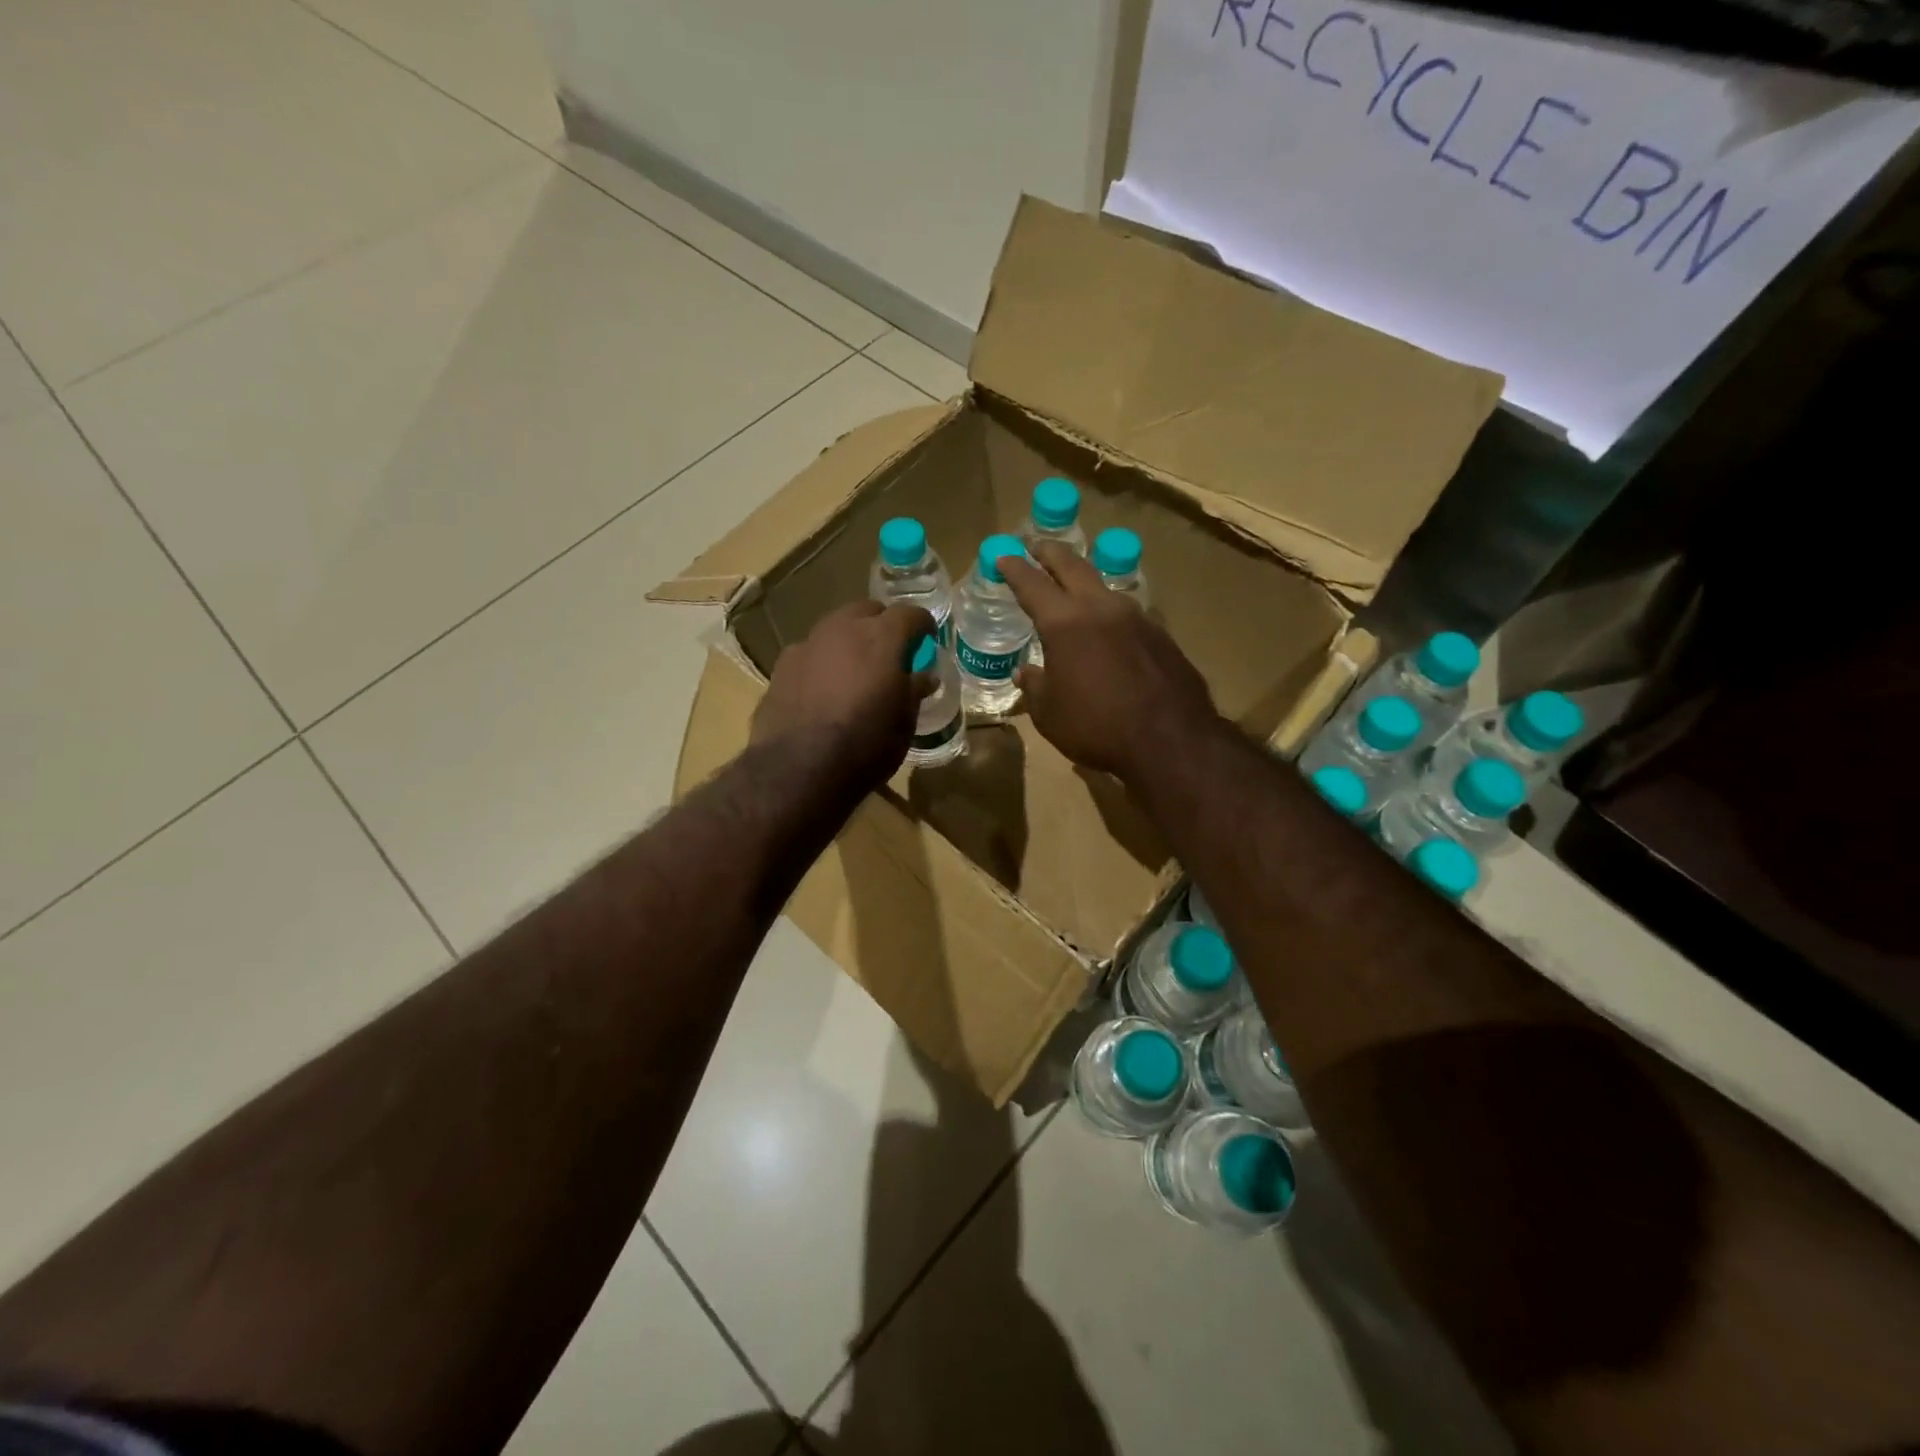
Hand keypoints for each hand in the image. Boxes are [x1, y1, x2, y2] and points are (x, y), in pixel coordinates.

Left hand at [753, 601, 935, 789]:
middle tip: (890, 653)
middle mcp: (843, 630)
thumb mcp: (904, 724)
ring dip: (849, 641)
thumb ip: (913, 692)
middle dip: (882, 625)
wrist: (798, 769)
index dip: (922, 625)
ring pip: (835, 628)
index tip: (927, 640)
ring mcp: (807, 644)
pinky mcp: (781, 666)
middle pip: (867, 611)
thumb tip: (922, 677)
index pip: (910, 614)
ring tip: (854, 671)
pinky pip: (810, 653)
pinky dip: (822, 662)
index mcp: (881, 639)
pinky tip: (822, 689)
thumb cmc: (865, 747)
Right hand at [999, 542, 1218, 782]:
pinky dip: (1110, 611)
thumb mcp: (1049, 713)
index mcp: (1064, 622)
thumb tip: (1026, 671)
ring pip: (1104, 587)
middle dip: (1050, 553)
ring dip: (1084, 580)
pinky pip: (1128, 613)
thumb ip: (1035, 685)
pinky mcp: (1161, 634)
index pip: (1032, 584)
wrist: (1170, 740)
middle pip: (1072, 566)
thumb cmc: (1096, 727)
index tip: (1003, 556)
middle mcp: (1101, 608)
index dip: (1014, 568)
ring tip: (1073, 585)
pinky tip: (1109, 627)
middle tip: (1036, 547)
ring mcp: (1137, 617)